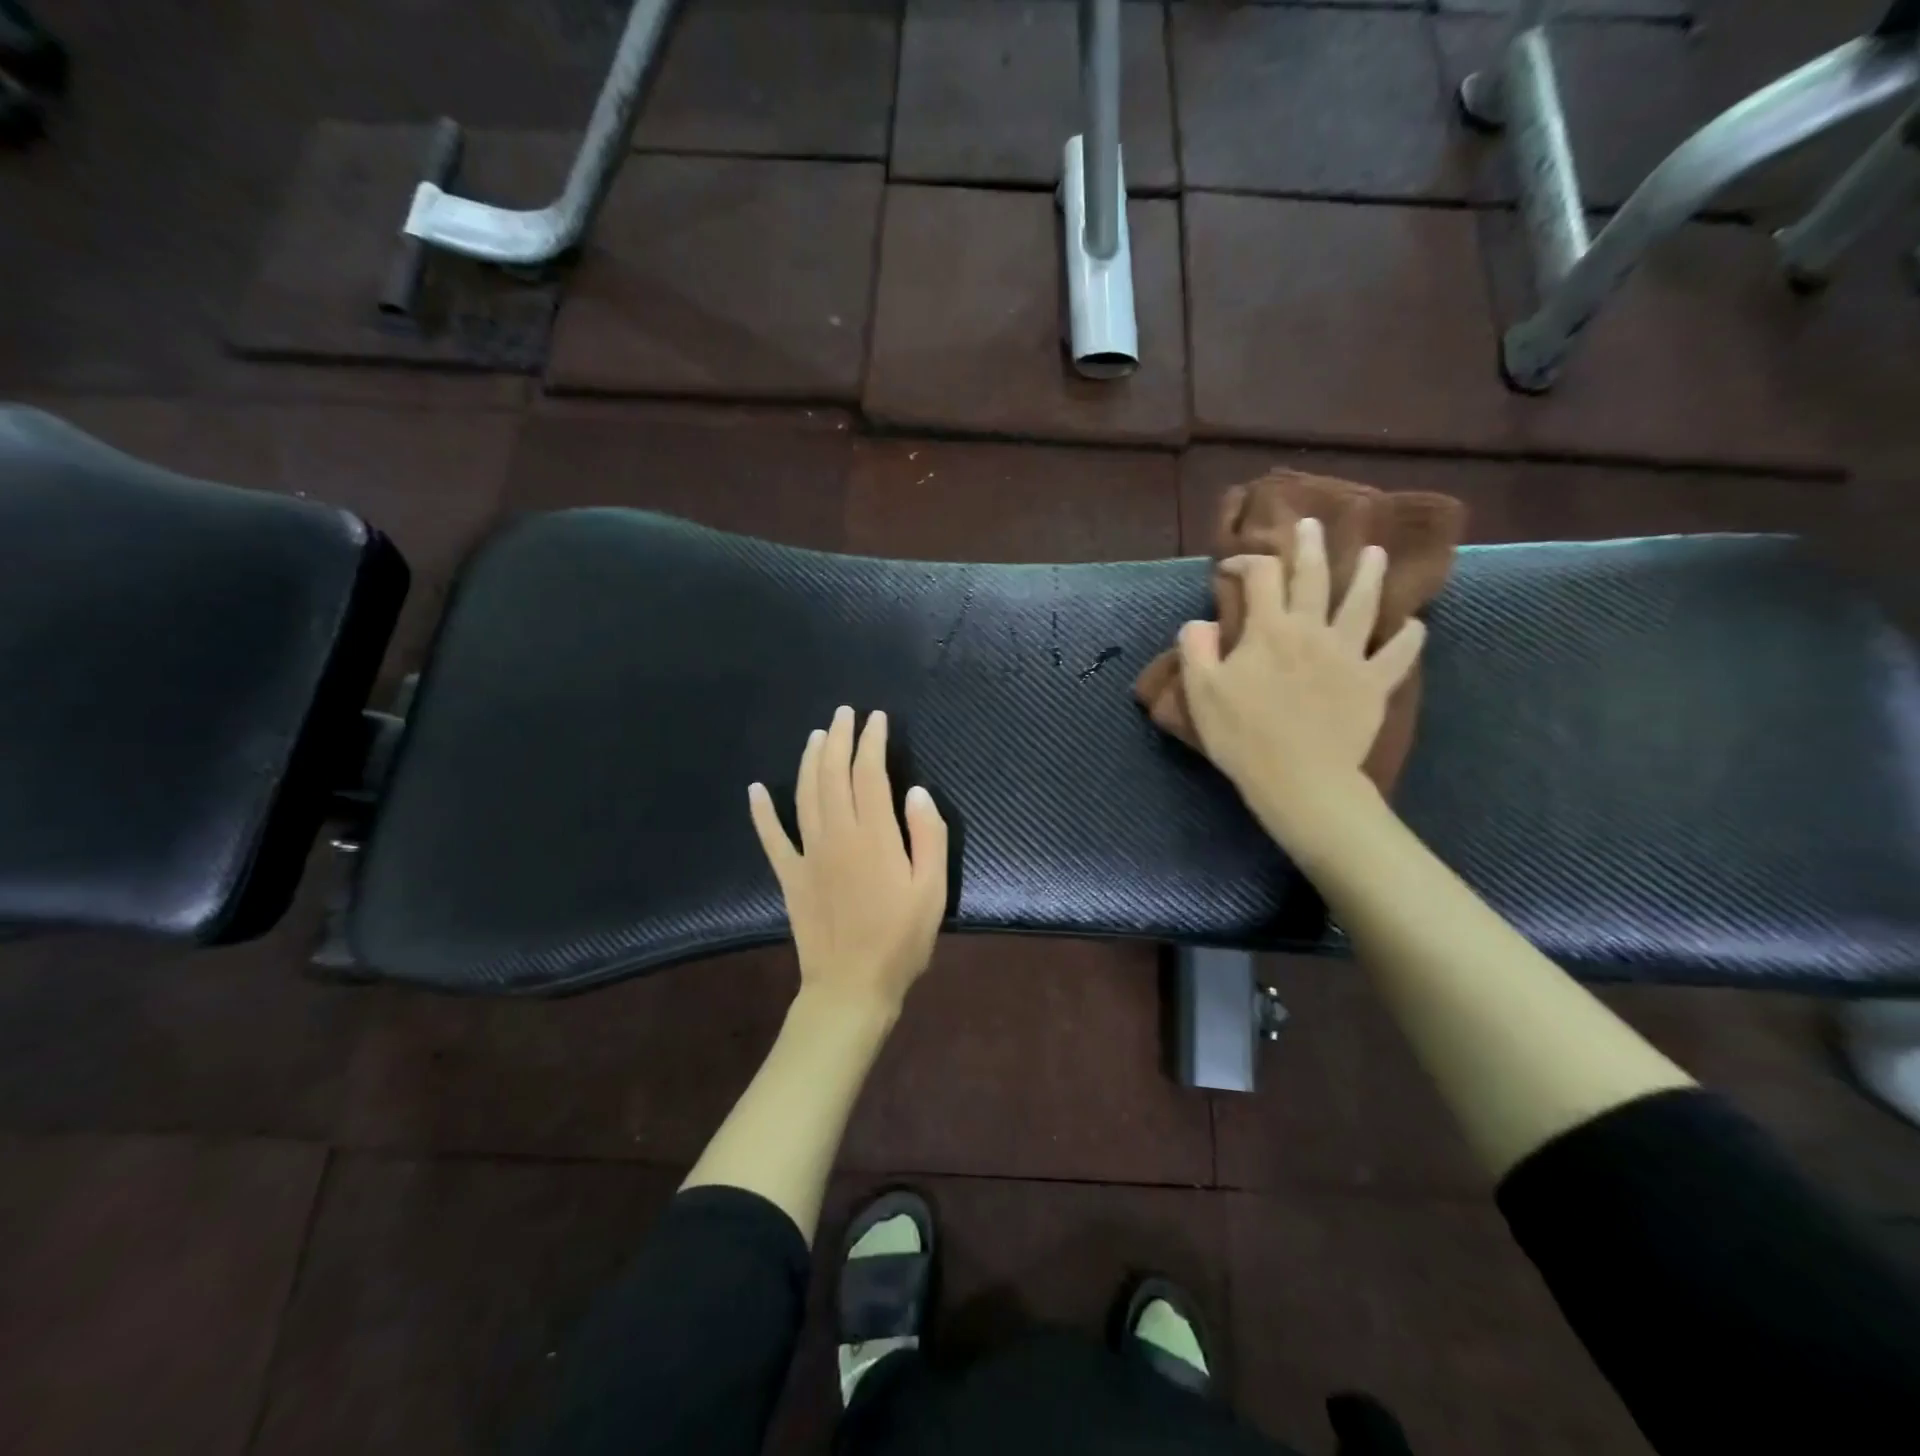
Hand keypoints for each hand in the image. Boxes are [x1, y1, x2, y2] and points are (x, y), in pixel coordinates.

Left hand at [749, 706, 949, 1014]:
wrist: (851, 987)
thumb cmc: (900, 940)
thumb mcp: (932, 890)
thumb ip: (928, 837)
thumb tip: (916, 793)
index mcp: (874, 836)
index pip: (869, 774)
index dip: (871, 742)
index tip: (876, 719)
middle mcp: (837, 835)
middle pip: (833, 774)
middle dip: (839, 739)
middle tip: (844, 714)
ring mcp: (808, 854)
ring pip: (804, 794)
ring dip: (809, 761)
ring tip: (816, 736)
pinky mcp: (790, 876)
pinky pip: (772, 837)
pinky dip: (761, 811)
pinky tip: (755, 789)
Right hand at [1178, 517, 1425, 849]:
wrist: (1299, 778)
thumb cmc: (1242, 735)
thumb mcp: (1201, 692)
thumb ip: (1196, 649)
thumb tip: (1200, 622)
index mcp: (1269, 629)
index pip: (1260, 577)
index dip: (1245, 562)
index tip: (1232, 568)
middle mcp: (1312, 630)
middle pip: (1314, 577)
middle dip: (1310, 547)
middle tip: (1312, 524)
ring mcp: (1349, 655)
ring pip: (1363, 604)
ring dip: (1369, 575)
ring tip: (1375, 553)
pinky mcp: (1374, 684)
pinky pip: (1398, 655)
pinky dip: (1408, 637)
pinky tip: (1414, 625)